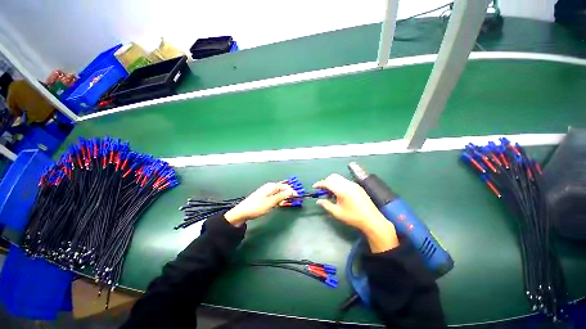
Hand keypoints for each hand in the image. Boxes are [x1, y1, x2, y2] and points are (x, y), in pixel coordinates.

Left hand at [224, 182, 296, 225]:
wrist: (242, 212)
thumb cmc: (257, 207)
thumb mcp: (272, 202)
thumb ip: (282, 196)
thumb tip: (292, 191)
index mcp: (272, 186)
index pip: (285, 186)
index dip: (292, 191)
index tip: (298, 196)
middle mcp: (269, 187)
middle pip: (282, 188)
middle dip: (289, 193)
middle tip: (294, 200)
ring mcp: (266, 191)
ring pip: (279, 192)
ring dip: (284, 197)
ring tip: (287, 202)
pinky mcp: (264, 196)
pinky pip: (274, 195)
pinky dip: (278, 199)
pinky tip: (279, 203)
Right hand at [313, 174, 398, 252]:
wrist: (372, 220)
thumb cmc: (353, 217)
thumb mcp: (337, 213)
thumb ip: (326, 205)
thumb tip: (318, 201)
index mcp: (342, 190)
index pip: (327, 182)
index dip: (319, 184)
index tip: (314, 187)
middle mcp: (348, 184)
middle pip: (333, 177)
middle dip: (326, 182)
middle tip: (322, 191)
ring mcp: (354, 184)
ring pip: (339, 178)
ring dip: (332, 183)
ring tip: (331, 194)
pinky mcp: (358, 186)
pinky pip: (345, 181)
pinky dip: (339, 184)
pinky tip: (339, 194)